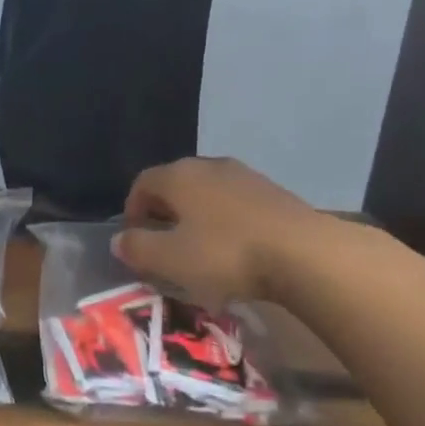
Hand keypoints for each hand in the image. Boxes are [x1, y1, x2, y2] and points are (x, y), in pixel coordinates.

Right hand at [114, 157, 318, 306]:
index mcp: (179, 175)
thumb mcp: (171, 259)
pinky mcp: (272, 192)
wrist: (304, 252)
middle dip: (164, 213)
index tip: (135, 240)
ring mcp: (244, 176)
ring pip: (206, 193)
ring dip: (196, 217)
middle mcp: (209, 166)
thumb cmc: (226, 254)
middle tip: (164, 246)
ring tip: (199, 251)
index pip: (142, 183)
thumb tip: (120, 240)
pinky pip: (234, 203)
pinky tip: (234, 250)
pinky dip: (225, 222)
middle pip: (175, 185)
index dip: (132, 210)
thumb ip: (138, 247)